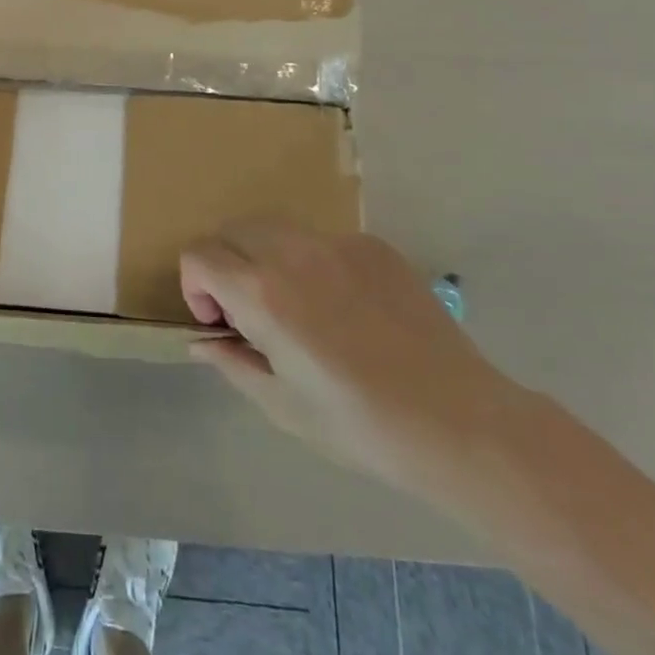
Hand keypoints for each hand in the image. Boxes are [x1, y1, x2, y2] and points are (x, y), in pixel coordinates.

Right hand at [181, 220, 522, 492]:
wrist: (459, 422)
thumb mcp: (282, 405)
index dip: (195, 287)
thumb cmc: (360, 425)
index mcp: (262, 292)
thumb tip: (201, 342)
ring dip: (265, 258)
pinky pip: (323, 241)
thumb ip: (232, 362)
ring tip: (297, 307)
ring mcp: (337, 244)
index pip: (199, 255)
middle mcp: (293, 252)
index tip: (220, 323)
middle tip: (251, 314)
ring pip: (276, 229)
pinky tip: (346, 310)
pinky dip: (313, 263)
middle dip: (226, 265)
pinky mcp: (374, 247)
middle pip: (232, 231)